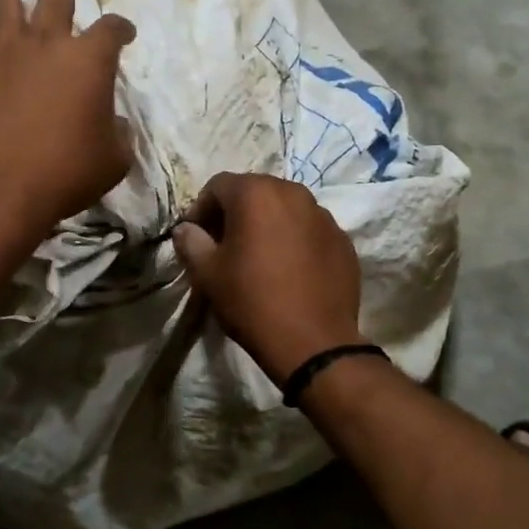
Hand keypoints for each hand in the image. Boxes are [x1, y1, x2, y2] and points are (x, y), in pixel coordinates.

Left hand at [0, 0, 135, 246]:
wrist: (1, 188)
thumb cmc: (66, 174)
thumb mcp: (113, 159)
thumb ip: (117, 133)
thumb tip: (112, 122)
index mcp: (89, 61)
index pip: (112, 31)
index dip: (122, 28)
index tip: (125, 33)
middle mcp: (48, 44)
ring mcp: (5, 51)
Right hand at [172, 172, 364, 384]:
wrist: (313, 342)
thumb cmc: (252, 301)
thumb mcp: (207, 274)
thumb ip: (190, 242)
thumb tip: (186, 229)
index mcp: (256, 193)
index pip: (218, 185)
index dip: (201, 209)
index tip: (196, 237)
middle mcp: (294, 193)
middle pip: (255, 192)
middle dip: (236, 212)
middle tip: (224, 244)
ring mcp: (324, 216)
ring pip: (286, 209)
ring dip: (267, 224)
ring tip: (259, 256)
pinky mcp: (343, 240)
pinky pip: (310, 230)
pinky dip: (295, 240)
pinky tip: (289, 270)